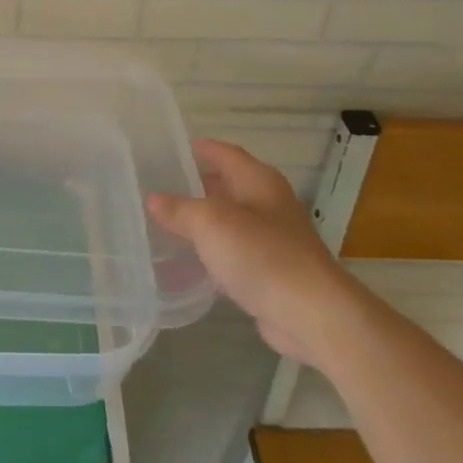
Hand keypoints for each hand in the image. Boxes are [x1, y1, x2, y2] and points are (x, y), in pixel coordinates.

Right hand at [147, 139, 351, 369]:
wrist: (310, 314)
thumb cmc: (261, 254)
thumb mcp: (210, 223)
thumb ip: (179, 209)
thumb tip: (152, 199)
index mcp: (259, 181)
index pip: (226, 153)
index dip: (200, 149)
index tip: (170, 147)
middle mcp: (268, 205)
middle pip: (228, 186)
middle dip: (196, 185)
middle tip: (158, 186)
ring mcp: (272, 240)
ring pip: (229, 222)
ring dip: (201, 221)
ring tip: (164, 222)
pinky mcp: (269, 273)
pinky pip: (232, 254)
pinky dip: (210, 253)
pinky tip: (186, 262)